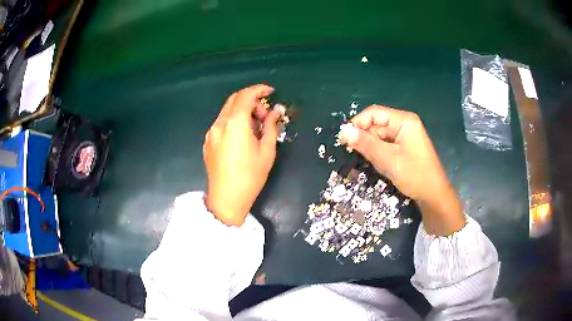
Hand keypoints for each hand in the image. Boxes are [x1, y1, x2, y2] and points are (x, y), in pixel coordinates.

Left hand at [203, 84, 280, 225]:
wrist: (226, 199)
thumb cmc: (250, 177)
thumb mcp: (267, 151)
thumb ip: (271, 127)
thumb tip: (276, 111)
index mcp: (235, 124)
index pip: (245, 95)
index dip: (259, 89)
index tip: (271, 92)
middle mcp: (219, 124)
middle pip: (234, 100)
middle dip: (251, 101)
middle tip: (265, 116)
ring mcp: (211, 133)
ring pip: (227, 111)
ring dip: (242, 111)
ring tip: (255, 128)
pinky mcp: (208, 142)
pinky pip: (222, 123)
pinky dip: (234, 121)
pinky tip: (242, 137)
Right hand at [343, 105, 464, 234]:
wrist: (434, 195)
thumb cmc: (414, 175)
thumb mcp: (388, 159)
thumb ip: (365, 144)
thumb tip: (343, 131)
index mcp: (404, 121)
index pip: (373, 113)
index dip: (357, 123)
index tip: (344, 139)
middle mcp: (404, 124)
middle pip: (376, 124)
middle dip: (365, 137)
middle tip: (355, 154)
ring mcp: (405, 136)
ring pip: (380, 136)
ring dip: (372, 147)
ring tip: (372, 162)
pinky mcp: (405, 146)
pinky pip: (386, 144)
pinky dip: (379, 153)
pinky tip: (381, 164)